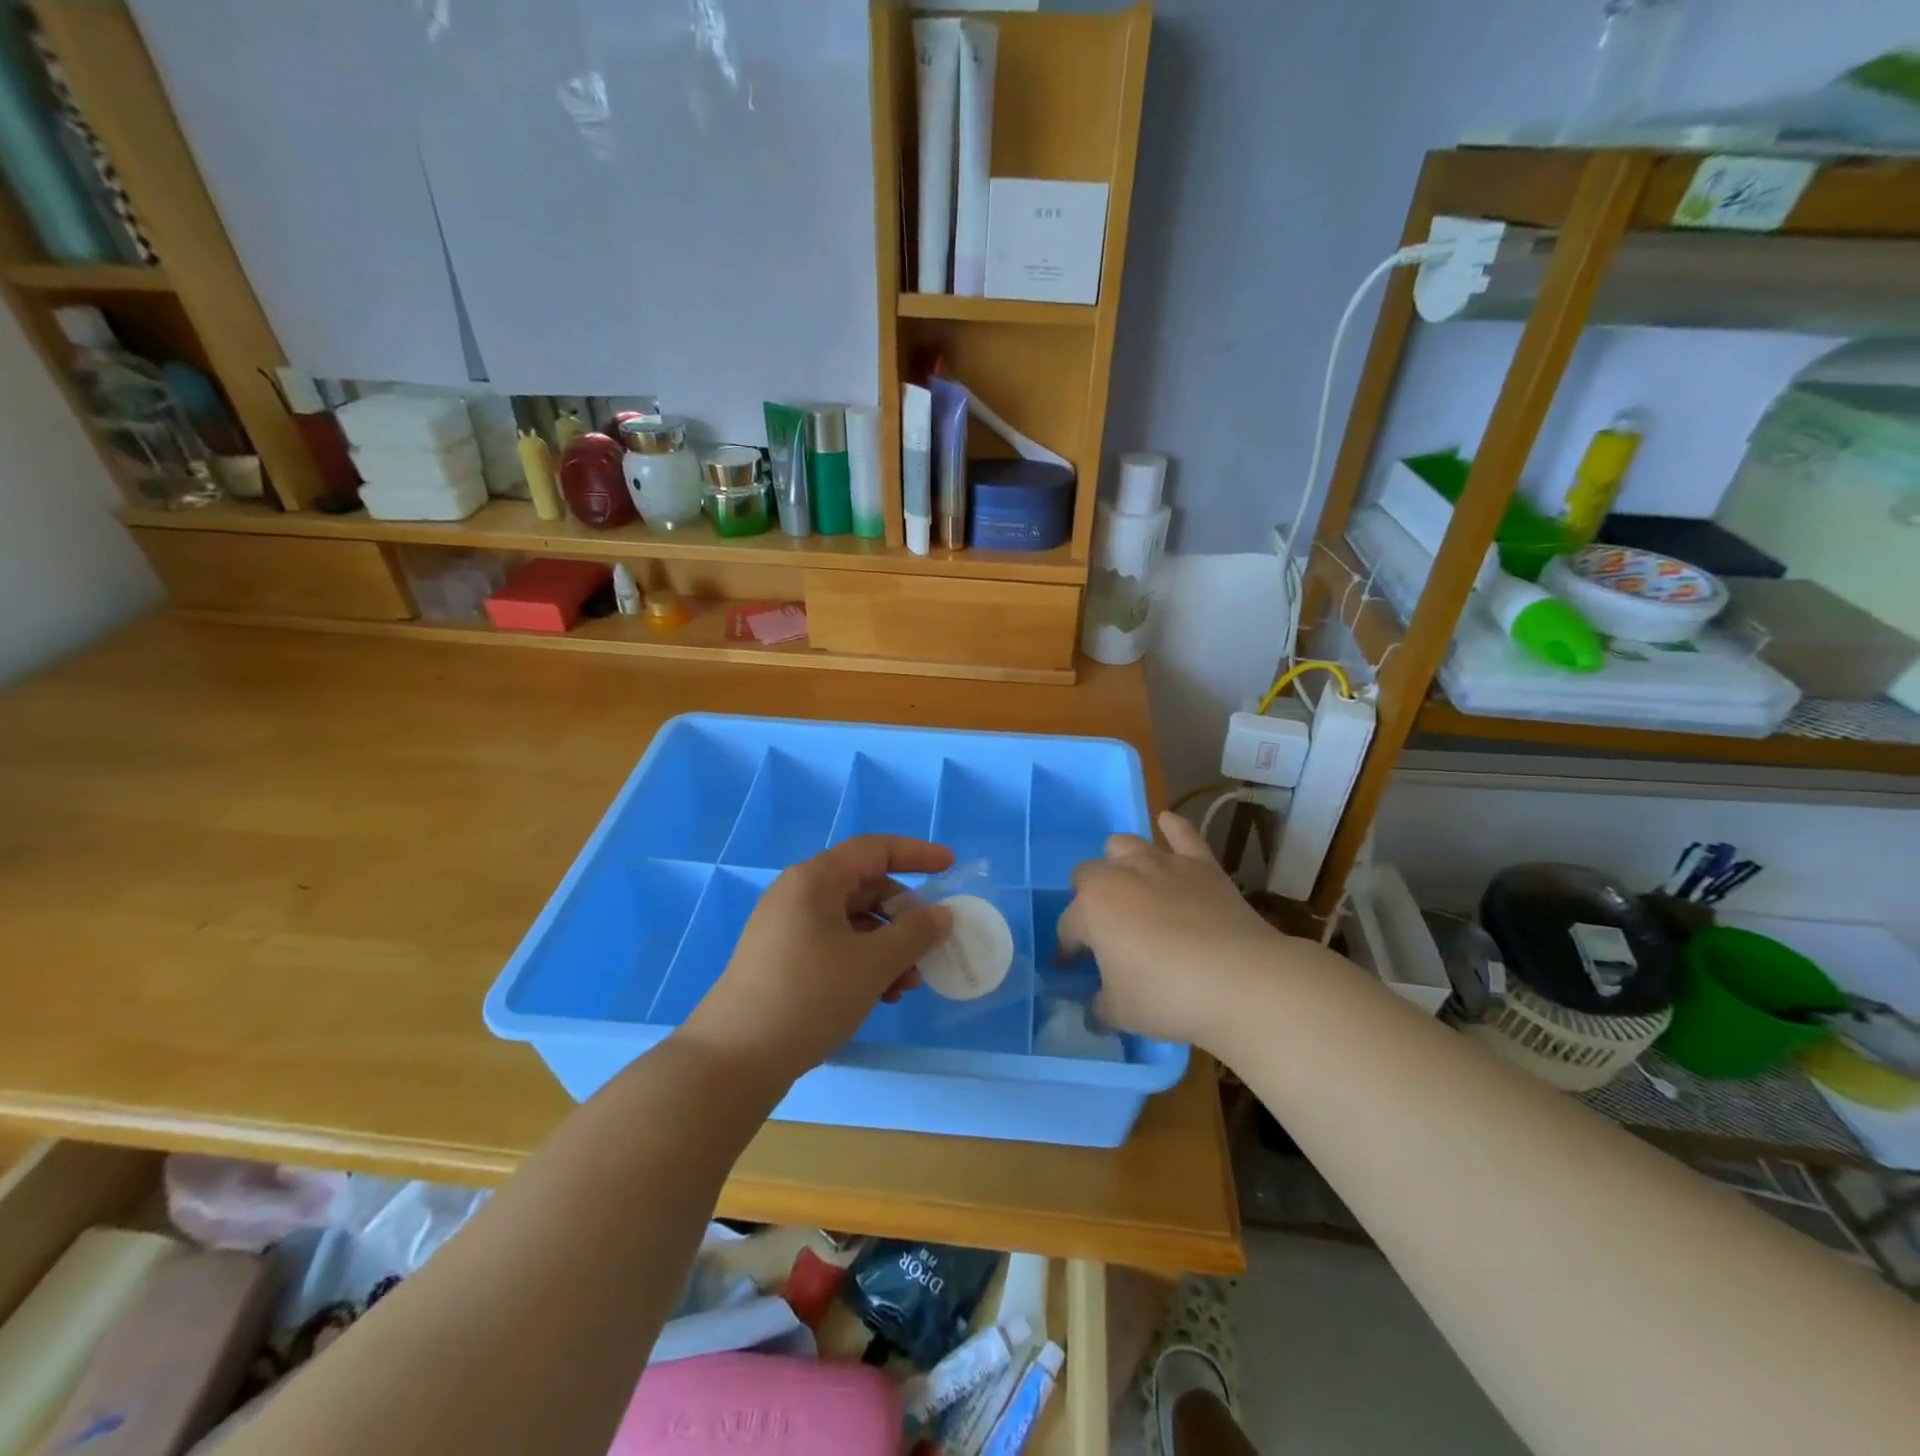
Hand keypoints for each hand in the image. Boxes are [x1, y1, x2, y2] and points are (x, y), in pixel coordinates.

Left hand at [679, 836, 954, 1085]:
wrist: (733, 1060)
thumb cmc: (809, 996)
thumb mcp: (872, 963)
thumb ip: (915, 933)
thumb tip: (942, 914)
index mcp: (816, 879)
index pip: (875, 849)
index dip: (917, 854)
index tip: (950, 866)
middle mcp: (798, 895)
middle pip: (865, 888)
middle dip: (904, 917)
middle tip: (930, 948)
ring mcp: (786, 929)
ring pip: (852, 923)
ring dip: (887, 947)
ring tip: (907, 986)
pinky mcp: (781, 961)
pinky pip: (834, 947)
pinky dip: (863, 963)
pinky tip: (880, 997)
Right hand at [1057, 811, 1282, 1049]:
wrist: (1240, 981)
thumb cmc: (1167, 996)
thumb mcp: (1121, 1012)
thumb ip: (1101, 1006)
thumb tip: (1096, 1008)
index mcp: (1091, 909)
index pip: (1068, 926)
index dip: (1067, 948)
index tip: (1071, 968)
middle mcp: (1119, 875)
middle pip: (1088, 874)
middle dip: (1088, 898)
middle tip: (1104, 928)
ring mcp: (1161, 864)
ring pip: (1125, 845)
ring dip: (1120, 862)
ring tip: (1129, 885)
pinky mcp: (1201, 864)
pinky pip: (1181, 833)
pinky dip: (1172, 828)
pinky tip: (1167, 824)